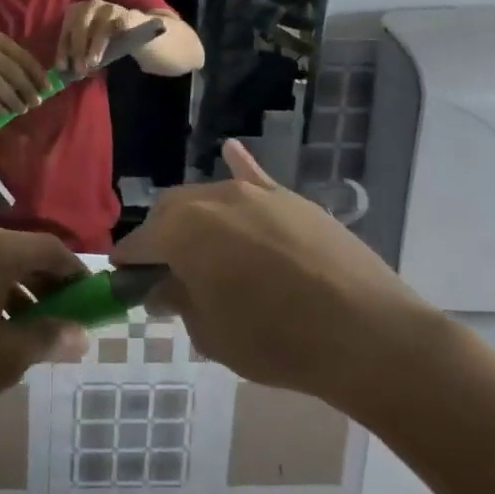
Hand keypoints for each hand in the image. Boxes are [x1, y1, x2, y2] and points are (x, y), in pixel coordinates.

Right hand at [0, 32, 47, 115]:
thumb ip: (11, 64)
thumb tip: (36, 87)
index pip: (23, 57)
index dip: (37, 73)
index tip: (47, 88)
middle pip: (12, 71)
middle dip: (26, 88)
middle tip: (36, 102)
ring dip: (12, 99)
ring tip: (22, 110)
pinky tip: (4, 112)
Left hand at [0, 225, 88, 420]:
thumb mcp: (5, 356)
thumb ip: (47, 339)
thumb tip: (80, 335)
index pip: (51, 249)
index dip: (76, 275)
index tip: (91, 303)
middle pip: (19, 254)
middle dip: (44, 287)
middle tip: (59, 324)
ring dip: (13, 294)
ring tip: (23, 336)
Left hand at [57, 0, 138, 74]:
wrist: (131, 29)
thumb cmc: (101, 40)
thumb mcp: (86, 49)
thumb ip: (77, 59)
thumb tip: (67, 74)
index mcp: (75, 12)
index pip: (66, 31)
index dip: (63, 50)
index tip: (62, 68)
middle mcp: (89, 6)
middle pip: (80, 25)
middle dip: (78, 49)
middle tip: (79, 69)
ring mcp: (108, 9)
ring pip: (100, 28)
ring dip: (95, 47)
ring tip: (93, 63)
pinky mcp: (126, 15)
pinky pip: (118, 28)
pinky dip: (115, 41)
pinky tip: (113, 53)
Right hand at [112, 140, 446, 417]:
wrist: (367, 334)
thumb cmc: (275, 341)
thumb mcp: (211, 334)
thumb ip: (179, 302)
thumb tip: (164, 288)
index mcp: (181, 231)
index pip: (138, 244)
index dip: (128, 265)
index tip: (127, 284)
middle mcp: (213, 199)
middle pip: (171, 212)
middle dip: (162, 238)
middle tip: (172, 274)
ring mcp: (257, 193)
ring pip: (211, 198)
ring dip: (199, 220)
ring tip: (210, 250)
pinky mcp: (294, 199)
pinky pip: (256, 178)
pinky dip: (241, 169)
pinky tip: (232, 152)